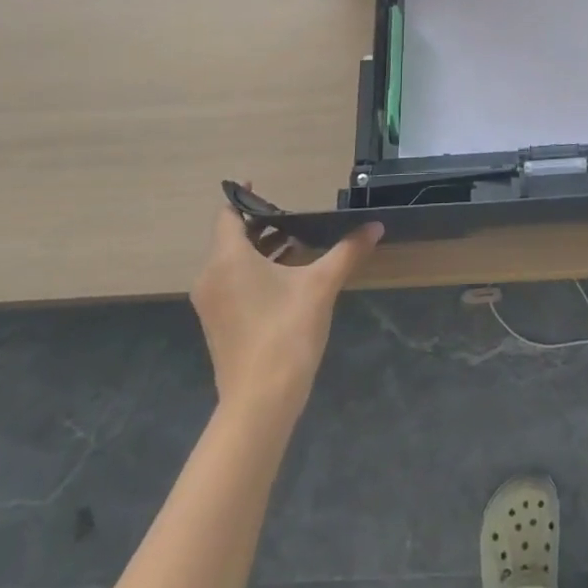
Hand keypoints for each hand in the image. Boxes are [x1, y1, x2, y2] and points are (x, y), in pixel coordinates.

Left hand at [190, 198, 381, 417]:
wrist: (260, 401)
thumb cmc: (286, 331)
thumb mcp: (322, 285)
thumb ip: (347, 251)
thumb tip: (376, 225)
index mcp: (228, 259)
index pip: (228, 215)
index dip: (245, 198)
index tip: (265, 186)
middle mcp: (211, 276)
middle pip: (231, 238)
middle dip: (263, 225)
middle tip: (296, 218)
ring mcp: (212, 304)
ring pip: (233, 262)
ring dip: (261, 250)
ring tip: (299, 244)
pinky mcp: (218, 324)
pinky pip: (233, 283)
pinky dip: (255, 273)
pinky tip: (288, 279)